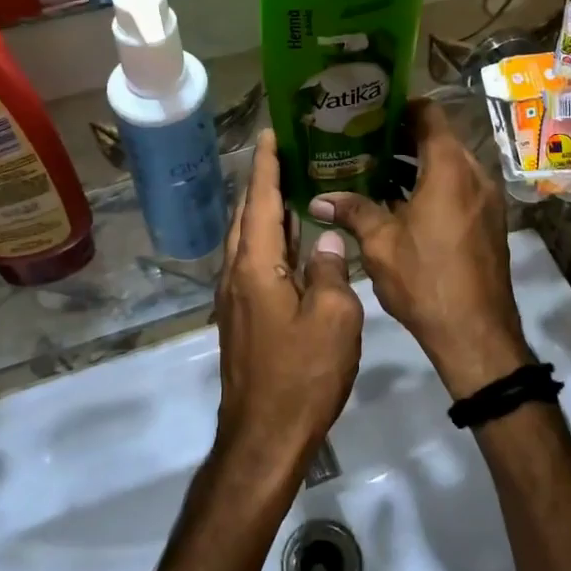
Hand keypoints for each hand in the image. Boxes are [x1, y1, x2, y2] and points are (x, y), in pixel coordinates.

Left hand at [214, 131, 361, 482]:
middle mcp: (237, 274)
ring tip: (291, 188)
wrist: (263, 438)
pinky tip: (295, 244)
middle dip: (262, 182)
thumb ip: (331, 271)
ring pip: (249, 241)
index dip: (266, 165)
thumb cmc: (302, 375)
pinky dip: (271, 242)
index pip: (261, 200)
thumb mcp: (334, 319)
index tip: (270, 132)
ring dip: (266, 212)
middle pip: (248, 216)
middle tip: (286, 154)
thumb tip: (326, 240)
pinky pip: (255, 264)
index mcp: (256, 266)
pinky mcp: (243, 318)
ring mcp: (236, 298)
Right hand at [309, 98, 528, 398]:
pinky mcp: (487, 221)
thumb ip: (352, 211)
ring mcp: (486, 199)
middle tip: (362, 140)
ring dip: (415, 164)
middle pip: (438, 138)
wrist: (476, 333)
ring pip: (448, 165)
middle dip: (401, 136)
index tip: (370, 110)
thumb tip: (318, 198)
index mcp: (450, 168)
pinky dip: (432, 185)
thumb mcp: (380, 243)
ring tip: (374, 170)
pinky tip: (400, 204)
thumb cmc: (425, 279)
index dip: (400, 106)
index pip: (429, 114)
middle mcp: (474, 174)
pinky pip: (458, 187)